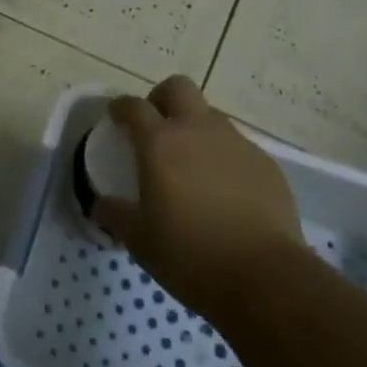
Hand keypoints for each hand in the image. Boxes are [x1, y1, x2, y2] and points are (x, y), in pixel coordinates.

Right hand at [92, 76, 304, 323]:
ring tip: (192, 165)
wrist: (266, 278)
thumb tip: (100, 204)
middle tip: (156, 128)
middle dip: (162, 99)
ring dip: (196, 128)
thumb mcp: (140, 242)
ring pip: (210, 116)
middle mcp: (198, 130)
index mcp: (160, 143)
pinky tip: (225, 191)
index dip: (121, 107)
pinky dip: (224, 157)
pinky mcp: (265, 163)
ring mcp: (236, 143)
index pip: (134, 106)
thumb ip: (116, 215)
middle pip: (177, 88)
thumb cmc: (191, 257)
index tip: (116, 118)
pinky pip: (237, 146)